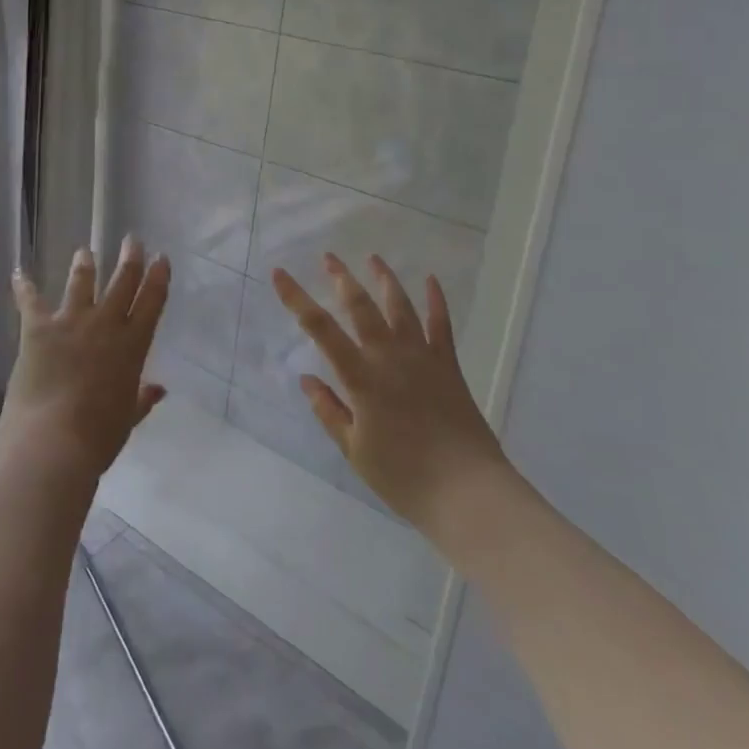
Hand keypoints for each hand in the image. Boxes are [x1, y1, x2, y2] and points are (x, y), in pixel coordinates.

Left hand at [0, 236, 169, 487]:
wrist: (52, 442)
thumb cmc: (97, 437)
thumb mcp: (127, 419)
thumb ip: (142, 400)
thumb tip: (159, 390)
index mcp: (133, 346)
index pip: (152, 302)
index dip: (158, 277)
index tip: (161, 258)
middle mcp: (105, 325)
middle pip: (122, 281)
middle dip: (129, 257)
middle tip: (132, 239)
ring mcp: (71, 322)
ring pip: (82, 282)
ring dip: (85, 264)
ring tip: (85, 252)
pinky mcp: (38, 328)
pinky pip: (30, 300)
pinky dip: (23, 286)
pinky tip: (18, 272)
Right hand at [274, 253, 510, 543]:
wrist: (467, 491)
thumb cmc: (404, 477)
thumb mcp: (355, 450)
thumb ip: (329, 411)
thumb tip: (306, 379)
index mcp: (361, 378)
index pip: (320, 328)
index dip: (297, 298)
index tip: (280, 272)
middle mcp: (389, 357)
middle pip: (361, 307)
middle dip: (341, 278)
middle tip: (329, 256)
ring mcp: (422, 357)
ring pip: (400, 307)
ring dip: (384, 279)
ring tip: (373, 258)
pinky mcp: (448, 366)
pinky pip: (441, 325)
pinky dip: (436, 300)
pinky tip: (431, 280)